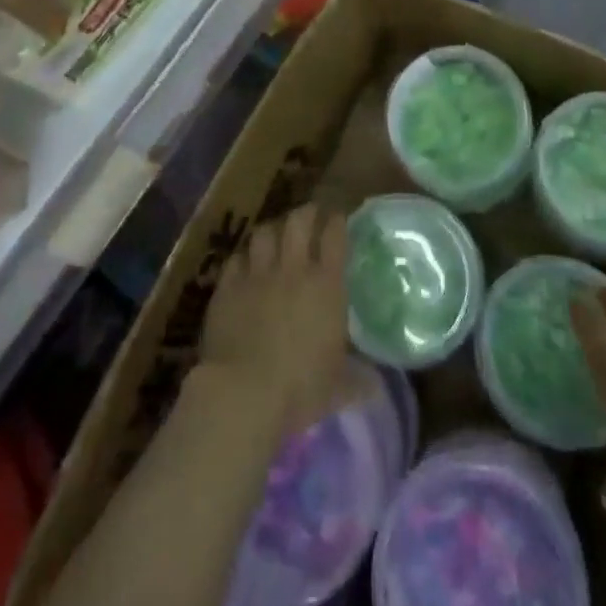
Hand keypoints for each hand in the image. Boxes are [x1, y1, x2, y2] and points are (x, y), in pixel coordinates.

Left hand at [199, 204, 350, 432]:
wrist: (244, 392)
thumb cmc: (300, 388)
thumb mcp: (338, 388)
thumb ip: (359, 380)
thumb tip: (378, 387)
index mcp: (326, 285)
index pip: (335, 236)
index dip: (336, 222)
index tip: (337, 218)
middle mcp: (293, 270)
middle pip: (298, 222)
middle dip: (305, 213)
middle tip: (309, 214)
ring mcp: (257, 274)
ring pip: (264, 233)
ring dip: (272, 231)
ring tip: (274, 235)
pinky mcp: (227, 287)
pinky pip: (235, 260)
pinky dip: (242, 259)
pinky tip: (243, 266)